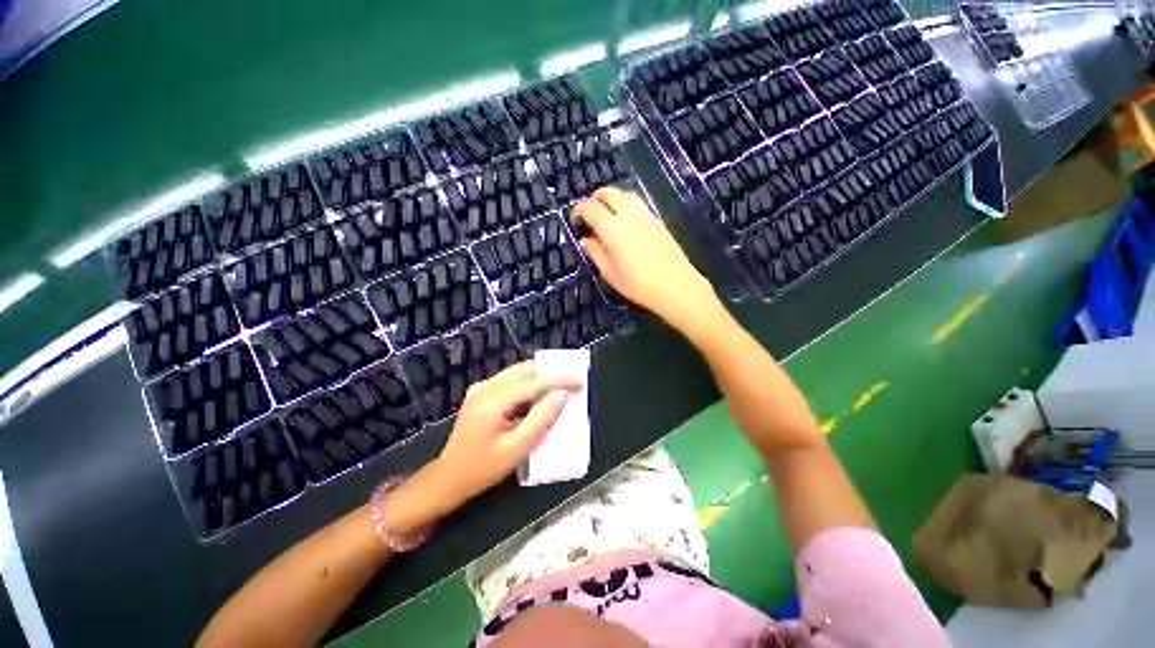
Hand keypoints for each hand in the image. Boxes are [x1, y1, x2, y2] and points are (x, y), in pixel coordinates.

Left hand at [432, 362, 582, 504]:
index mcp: (492, 400)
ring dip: (540, 378)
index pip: (532, 382)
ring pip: (518, 373)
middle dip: (550, 373)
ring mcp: (481, 388)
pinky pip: (511, 381)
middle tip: (572, 382)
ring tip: (561, 387)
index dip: (559, 379)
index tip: (580, 380)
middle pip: (524, 370)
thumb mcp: (517, 448)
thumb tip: (562, 395)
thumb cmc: (483, 469)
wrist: (448, 478)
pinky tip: (540, 395)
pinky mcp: (482, 393)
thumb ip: (541, 419)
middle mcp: (486, 387)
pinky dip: (529, 385)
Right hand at [573, 187, 721, 332]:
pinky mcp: (658, 221)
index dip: (579, 209)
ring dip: (612, 197)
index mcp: (613, 229)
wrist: (676, 286)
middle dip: (595, 197)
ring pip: (626, 194)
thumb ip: (596, 253)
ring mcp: (646, 216)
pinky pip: (639, 203)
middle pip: (610, 193)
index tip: (575, 218)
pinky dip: (627, 204)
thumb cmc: (639, 285)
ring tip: (607, 211)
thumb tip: (587, 240)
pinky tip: (626, 219)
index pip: (591, 208)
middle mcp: (629, 216)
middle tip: (589, 211)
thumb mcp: (610, 274)